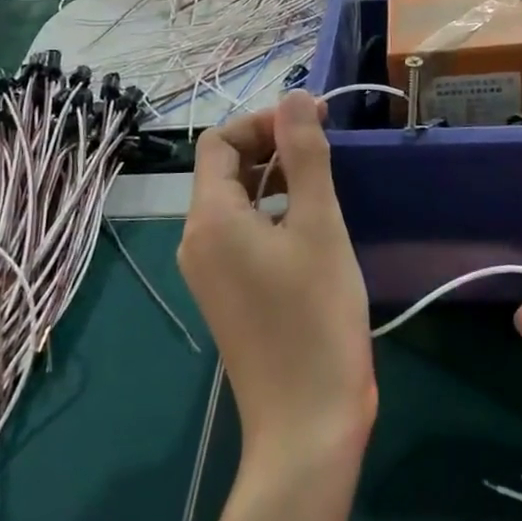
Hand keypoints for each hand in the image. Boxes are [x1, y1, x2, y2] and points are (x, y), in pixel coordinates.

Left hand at [179, 92, 374, 472]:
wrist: (307, 424)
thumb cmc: (315, 317)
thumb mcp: (317, 224)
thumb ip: (304, 154)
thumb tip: (295, 96)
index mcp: (210, 218)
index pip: (219, 142)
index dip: (263, 122)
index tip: (312, 123)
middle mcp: (197, 240)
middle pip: (224, 169)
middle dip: (270, 146)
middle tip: (323, 144)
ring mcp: (210, 272)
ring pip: (236, 202)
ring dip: (274, 178)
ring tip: (322, 181)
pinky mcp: (229, 294)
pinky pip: (243, 233)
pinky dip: (272, 213)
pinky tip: (311, 224)